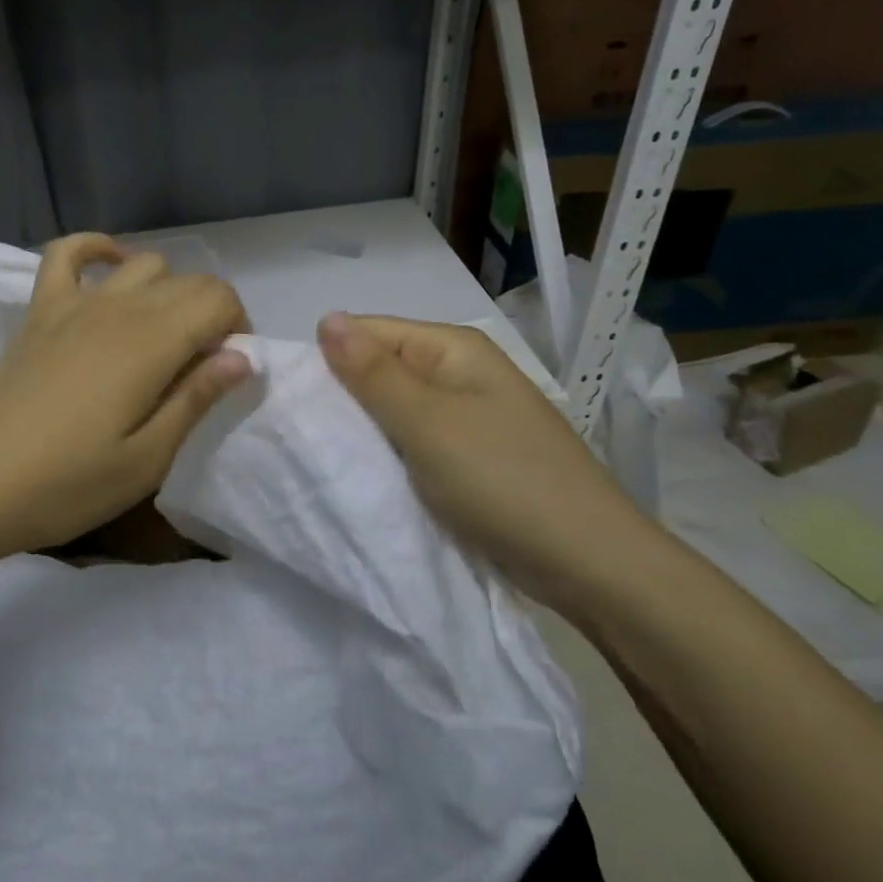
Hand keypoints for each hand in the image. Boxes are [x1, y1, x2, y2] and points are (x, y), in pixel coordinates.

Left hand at [0, 235, 251, 629]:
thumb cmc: (65, 485)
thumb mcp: (146, 460)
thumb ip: (196, 399)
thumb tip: (242, 357)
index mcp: (151, 342)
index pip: (219, 299)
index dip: (238, 329)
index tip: (227, 373)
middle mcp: (117, 307)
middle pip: (188, 281)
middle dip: (211, 316)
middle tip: (199, 371)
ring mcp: (73, 303)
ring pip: (143, 265)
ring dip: (168, 291)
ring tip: (161, 339)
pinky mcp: (38, 311)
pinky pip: (66, 253)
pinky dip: (96, 250)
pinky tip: (110, 269)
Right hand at [316, 312, 663, 617]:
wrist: (589, 563)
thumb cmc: (501, 480)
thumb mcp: (426, 423)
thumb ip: (372, 373)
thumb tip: (326, 317)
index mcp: (453, 348)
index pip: (369, 332)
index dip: (330, 359)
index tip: (293, 399)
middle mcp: (461, 373)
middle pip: (383, 369)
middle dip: (345, 397)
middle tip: (304, 433)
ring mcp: (469, 416)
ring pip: (396, 410)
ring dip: (366, 431)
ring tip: (325, 455)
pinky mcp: (471, 457)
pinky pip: (416, 443)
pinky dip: (390, 456)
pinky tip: (365, 474)